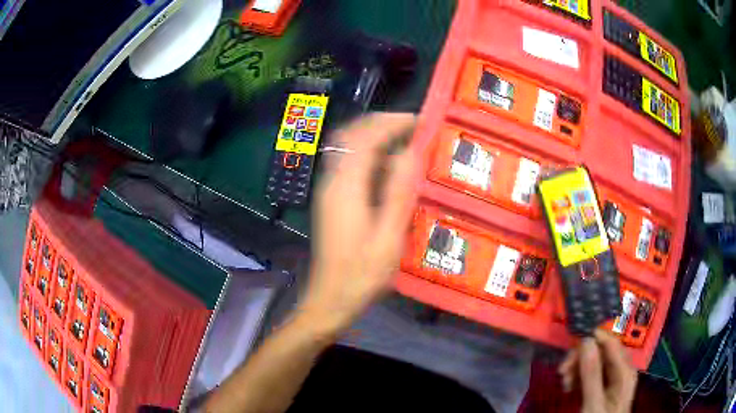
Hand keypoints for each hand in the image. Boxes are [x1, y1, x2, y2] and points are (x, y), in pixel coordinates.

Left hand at [298, 113, 416, 333]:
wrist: (329, 300)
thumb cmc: (361, 275)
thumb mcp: (388, 237)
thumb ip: (399, 192)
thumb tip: (411, 151)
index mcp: (346, 186)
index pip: (366, 136)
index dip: (392, 122)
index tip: (419, 121)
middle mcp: (332, 180)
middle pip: (352, 135)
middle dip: (382, 124)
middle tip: (413, 128)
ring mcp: (328, 190)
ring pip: (349, 148)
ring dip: (375, 139)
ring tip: (406, 144)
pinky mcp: (331, 201)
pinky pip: (349, 166)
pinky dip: (369, 157)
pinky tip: (389, 171)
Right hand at [558, 330, 637, 412]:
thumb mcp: (593, 403)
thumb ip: (592, 374)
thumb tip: (586, 340)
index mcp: (624, 370)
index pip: (610, 342)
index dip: (591, 339)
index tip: (569, 346)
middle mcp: (622, 369)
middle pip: (601, 351)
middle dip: (580, 358)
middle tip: (562, 372)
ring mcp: (614, 378)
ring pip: (595, 362)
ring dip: (577, 369)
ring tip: (564, 383)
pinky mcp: (606, 386)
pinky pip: (593, 374)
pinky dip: (579, 377)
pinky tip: (570, 387)